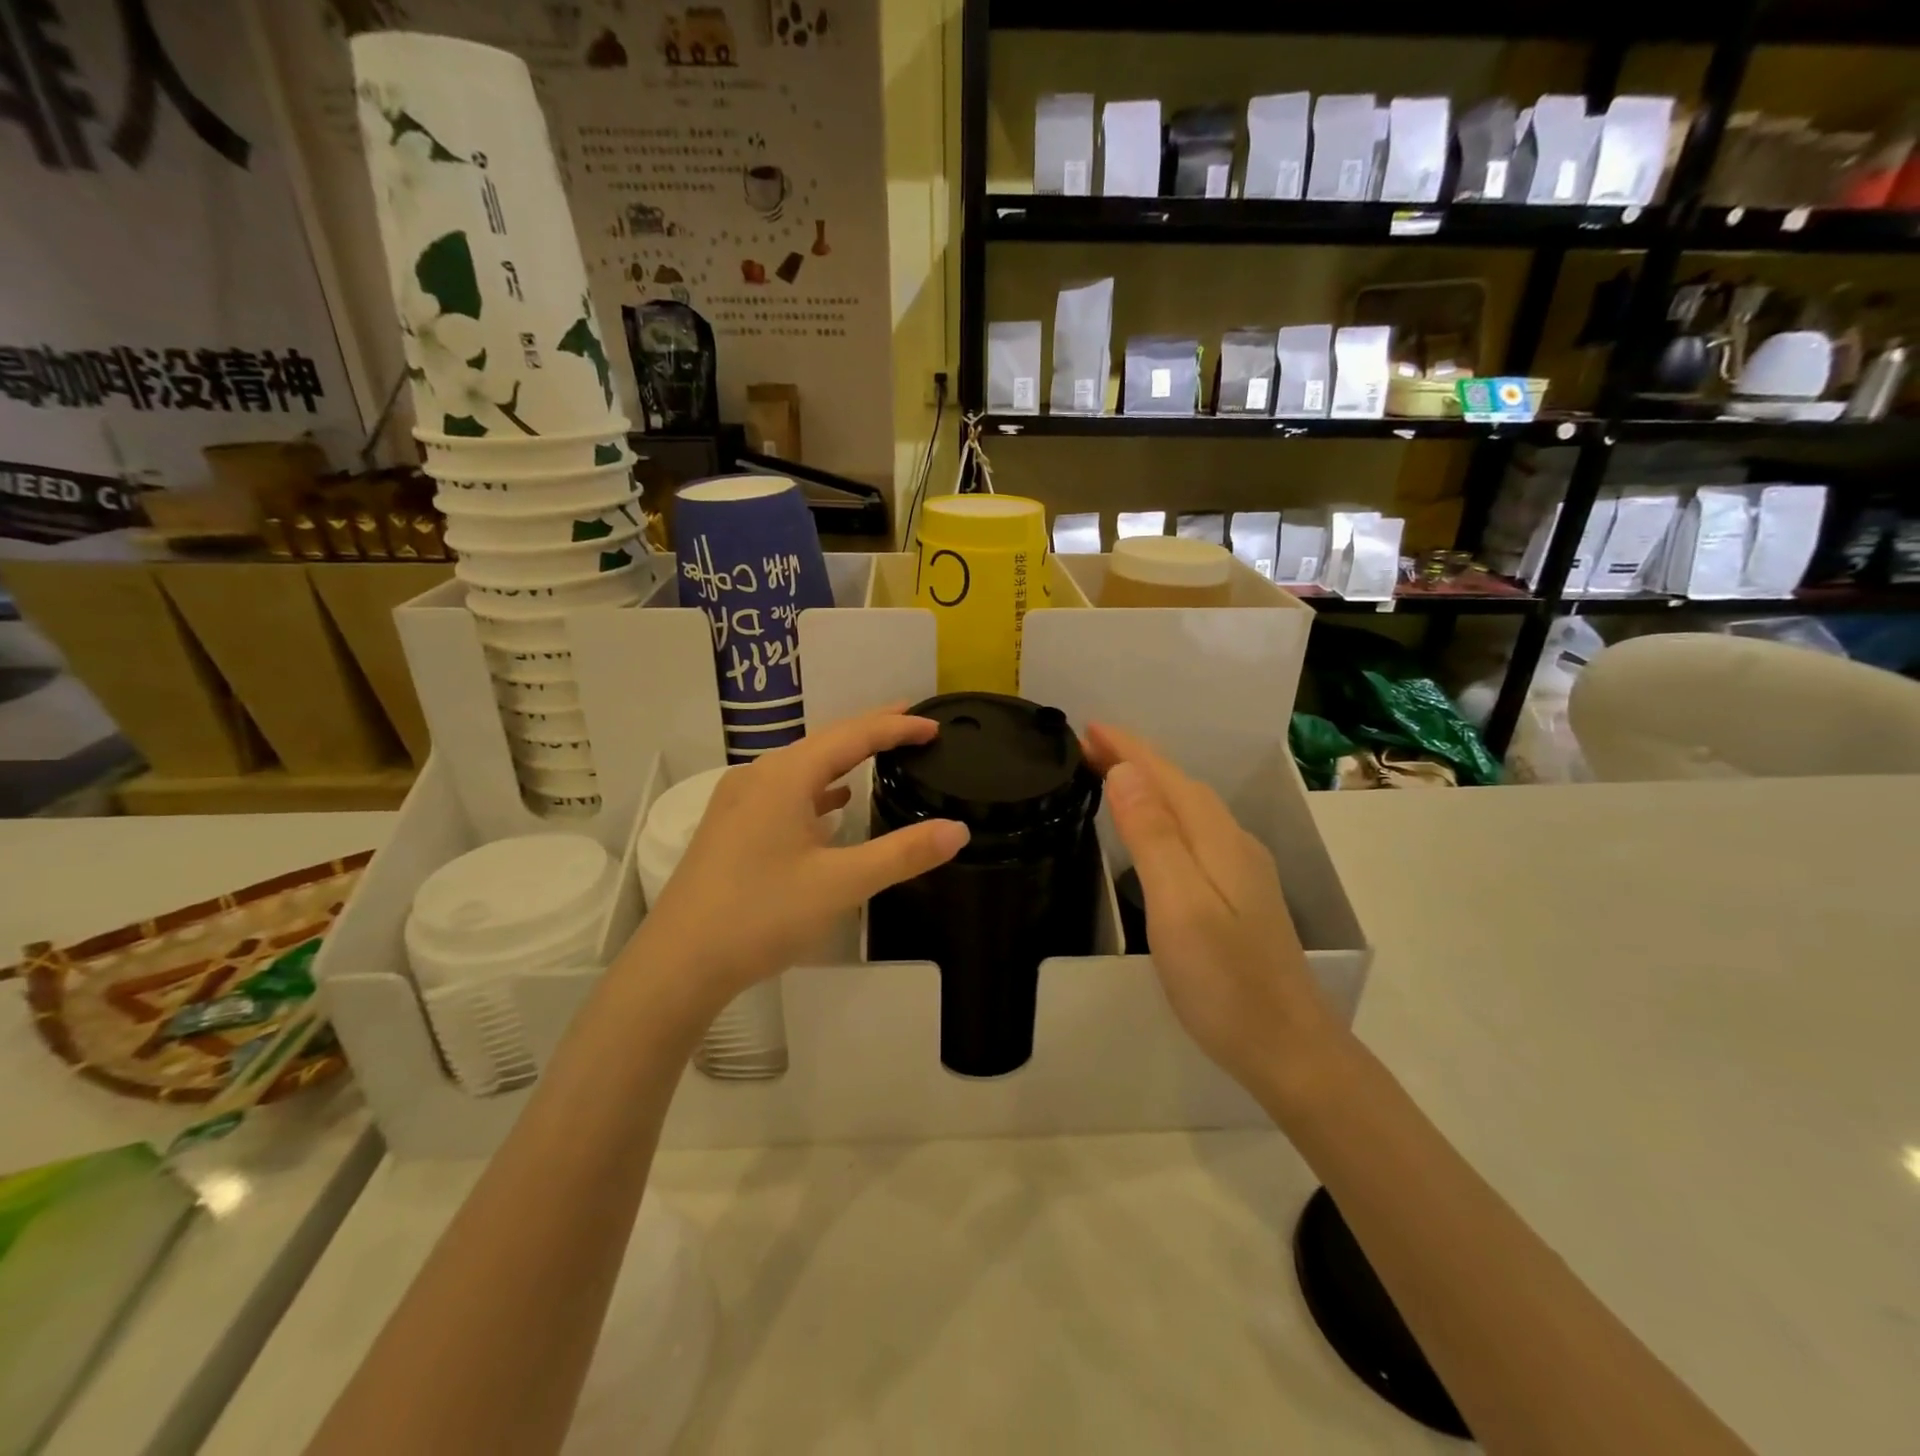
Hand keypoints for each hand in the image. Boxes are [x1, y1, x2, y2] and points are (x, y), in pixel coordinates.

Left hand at [629, 709, 968, 1017]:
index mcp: (785, 776)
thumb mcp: (841, 884)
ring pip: (802, 767)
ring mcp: (739, 801)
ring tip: (879, 756)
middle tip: (913, 725)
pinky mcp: (730, 827)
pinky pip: (784, 792)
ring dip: (842, 759)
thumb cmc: (761, 915)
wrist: (678, 963)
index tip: (935, 725)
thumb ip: (902, 854)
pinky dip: (816, 790)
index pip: (853, 736)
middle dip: (871, 732)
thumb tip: (957, 830)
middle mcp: (759, 776)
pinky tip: (832, 804)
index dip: (897, 728)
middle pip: (825, 742)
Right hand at [1085, 723, 1345, 1102]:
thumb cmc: (1226, 982)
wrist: (1290, 1050)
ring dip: (1150, 784)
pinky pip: (1194, 834)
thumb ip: (1153, 837)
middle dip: (1135, 759)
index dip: (1128, 748)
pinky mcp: (1239, 896)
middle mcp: (1234, 845)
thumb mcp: (1180, 906)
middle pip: (1181, 787)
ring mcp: (1242, 872)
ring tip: (1111, 774)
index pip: (1167, 777)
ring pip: (1189, 809)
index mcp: (1218, 840)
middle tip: (1086, 745)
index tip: (1087, 725)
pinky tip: (1154, 831)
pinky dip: (1165, 815)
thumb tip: (1126, 773)